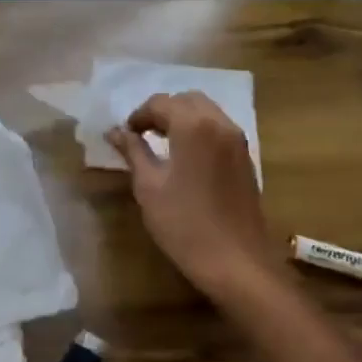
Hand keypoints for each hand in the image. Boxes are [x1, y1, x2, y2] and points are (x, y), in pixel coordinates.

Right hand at [106, 92, 281, 300]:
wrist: (236, 262)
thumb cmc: (184, 224)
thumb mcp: (149, 187)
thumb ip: (133, 152)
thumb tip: (115, 131)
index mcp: (194, 126)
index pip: (161, 103)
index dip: (139, 116)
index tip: (125, 135)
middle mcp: (220, 124)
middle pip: (187, 99)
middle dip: (163, 111)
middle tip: (143, 134)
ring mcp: (238, 141)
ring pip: (207, 112)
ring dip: (182, 119)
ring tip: (162, 144)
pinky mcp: (246, 158)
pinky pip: (220, 128)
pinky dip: (200, 131)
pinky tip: (186, 158)